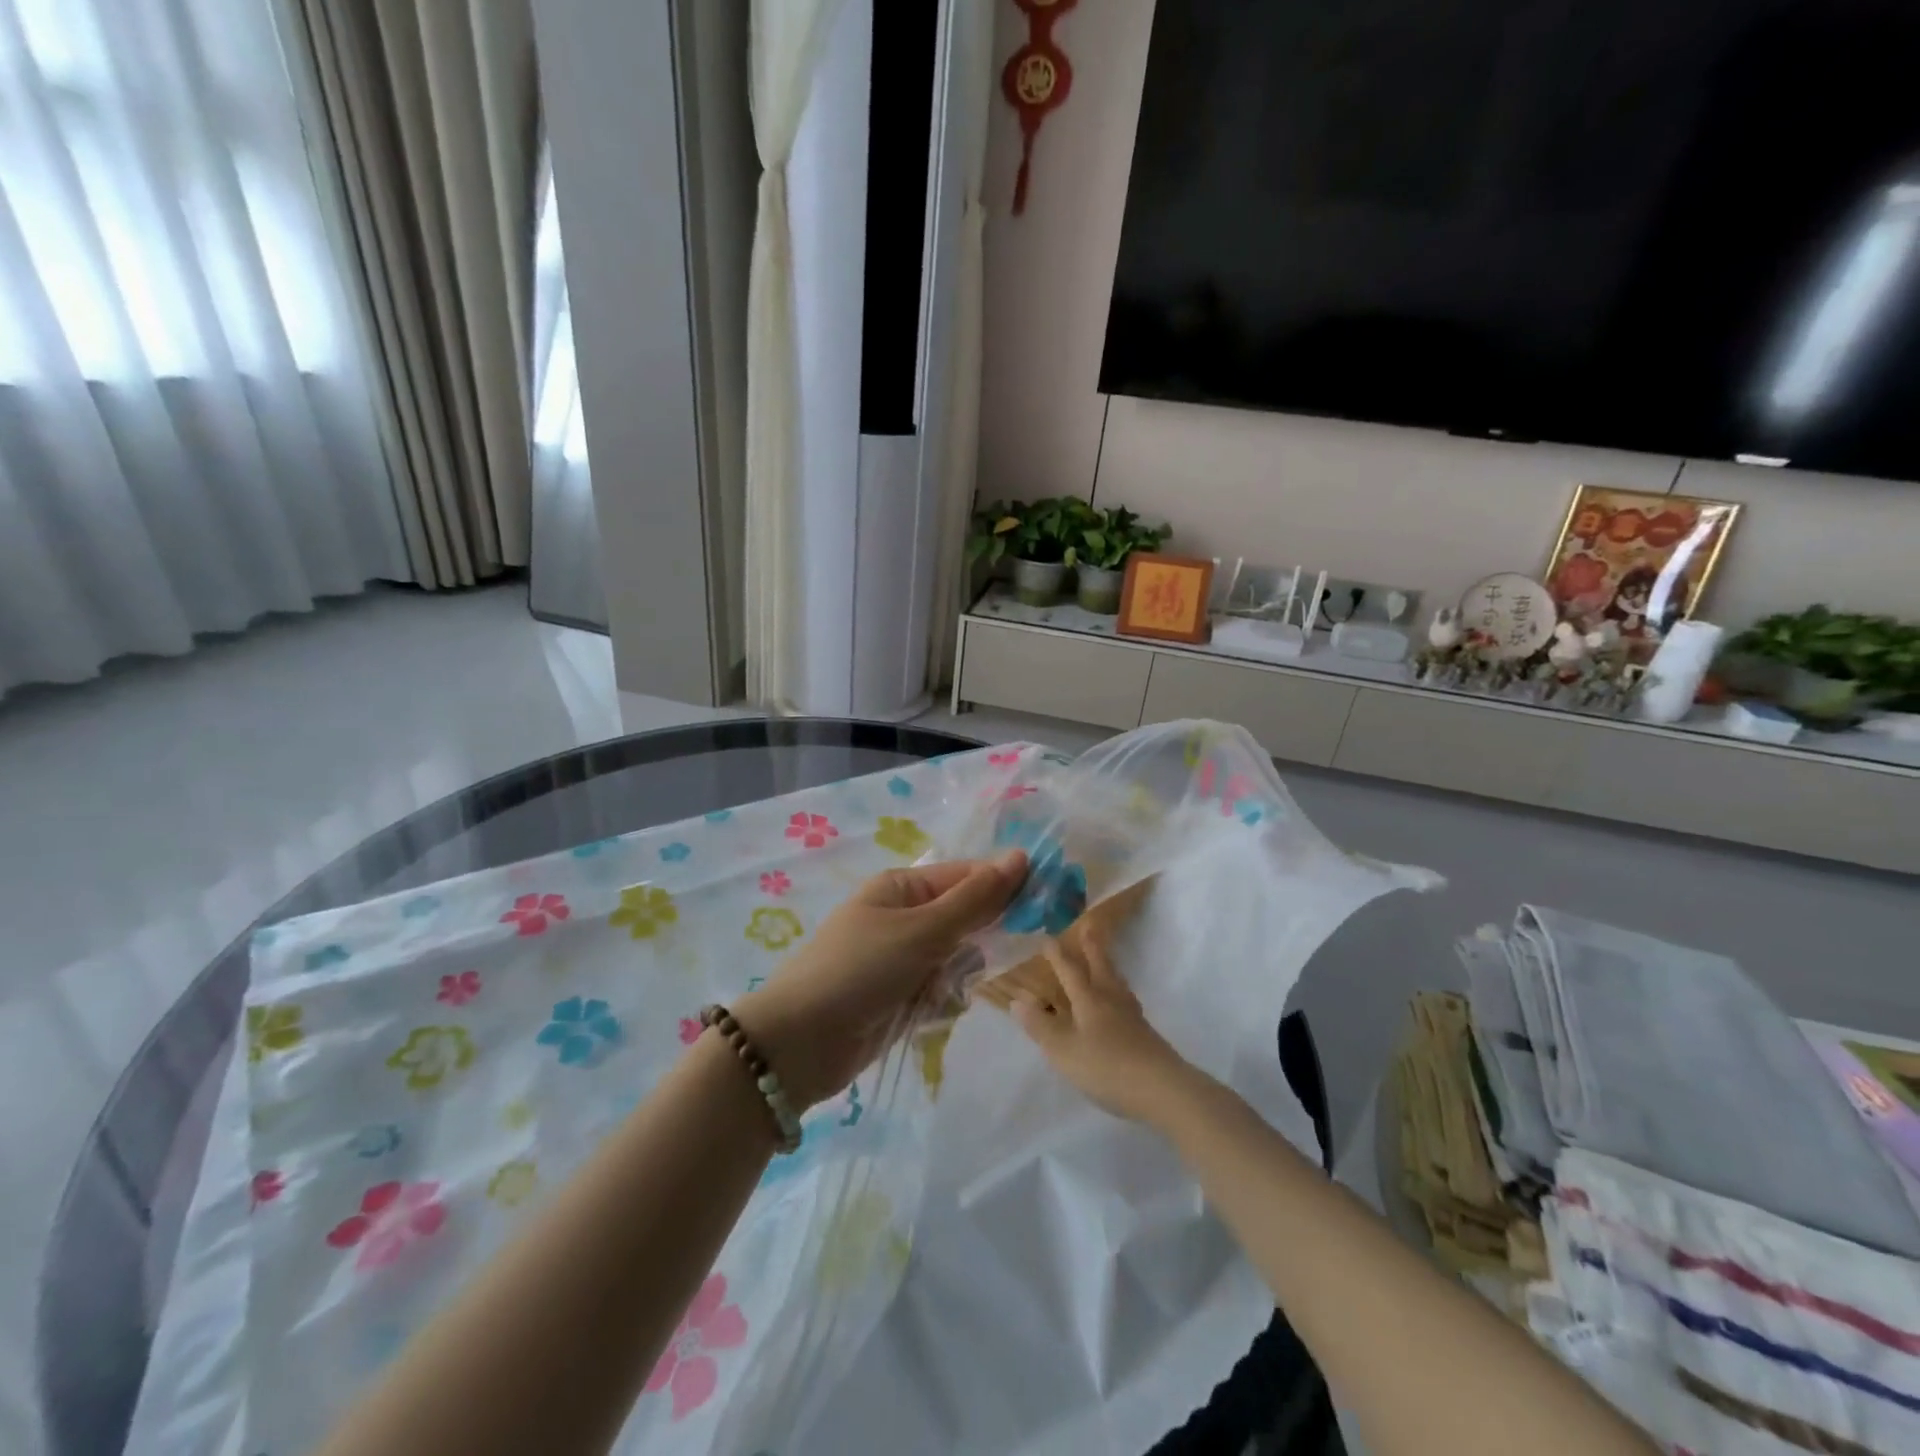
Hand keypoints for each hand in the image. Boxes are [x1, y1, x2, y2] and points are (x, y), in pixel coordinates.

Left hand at [733, 851, 1026, 1107]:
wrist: (799, 1045)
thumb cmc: (860, 970)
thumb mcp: (922, 930)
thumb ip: (975, 899)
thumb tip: (1020, 856)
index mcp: (902, 888)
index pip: (966, 876)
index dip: (1003, 887)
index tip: (1042, 903)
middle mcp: (902, 917)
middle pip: (963, 918)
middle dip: (978, 940)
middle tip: (984, 957)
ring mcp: (900, 959)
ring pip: (957, 958)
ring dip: (958, 976)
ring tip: (939, 992)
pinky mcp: (898, 997)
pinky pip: (940, 990)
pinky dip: (941, 1002)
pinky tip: (928, 1014)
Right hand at [1007, 926, 1200, 1127]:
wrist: (1161, 1089)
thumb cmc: (1106, 1067)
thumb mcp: (1063, 1050)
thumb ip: (1040, 1025)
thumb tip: (1017, 999)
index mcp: (1089, 1000)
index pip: (1070, 971)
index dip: (1058, 955)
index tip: (1048, 937)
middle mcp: (1111, 1000)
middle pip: (1100, 966)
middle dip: (1092, 947)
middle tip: (1089, 925)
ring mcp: (1132, 1015)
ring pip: (1117, 981)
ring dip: (1108, 965)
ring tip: (1105, 959)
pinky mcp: (1144, 1032)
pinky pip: (1126, 999)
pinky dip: (1118, 989)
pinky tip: (1120, 1001)